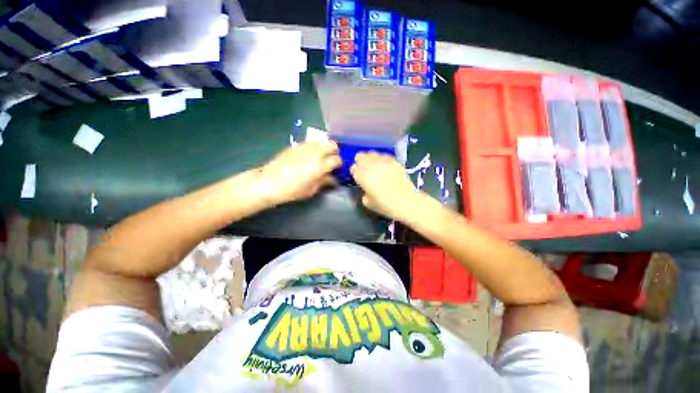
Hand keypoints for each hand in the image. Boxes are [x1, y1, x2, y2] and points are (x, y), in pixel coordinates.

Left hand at [258, 141, 341, 204]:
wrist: (270, 182)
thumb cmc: (293, 190)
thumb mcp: (312, 190)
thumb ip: (324, 181)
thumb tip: (332, 178)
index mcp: (321, 165)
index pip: (337, 159)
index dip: (339, 163)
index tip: (337, 168)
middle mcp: (316, 152)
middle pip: (332, 145)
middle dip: (335, 151)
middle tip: (331, 159)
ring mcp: (305, 147)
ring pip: (321, 141)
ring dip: (325, 147)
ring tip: (322, 155)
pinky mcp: (296, 145)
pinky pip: (310, 142)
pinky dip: (314, 146)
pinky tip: (310, 154)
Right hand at [351, 152, 420, 220]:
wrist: (406, 202)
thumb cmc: (385, 205)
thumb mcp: (368, 203)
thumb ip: (363, 192)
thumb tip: (365, 187)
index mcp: (363, 177)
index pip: (354, 168)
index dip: (354, 170)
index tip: (355, 173)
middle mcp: (371, 166)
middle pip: (361, 157)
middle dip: (360, 161)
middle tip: (362, 167)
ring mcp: (383, 162)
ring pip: (372, 154)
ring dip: (369, 158)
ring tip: (372, 164)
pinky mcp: (393, 161)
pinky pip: (383, 156)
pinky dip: (380, 159)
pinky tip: (382, 164)